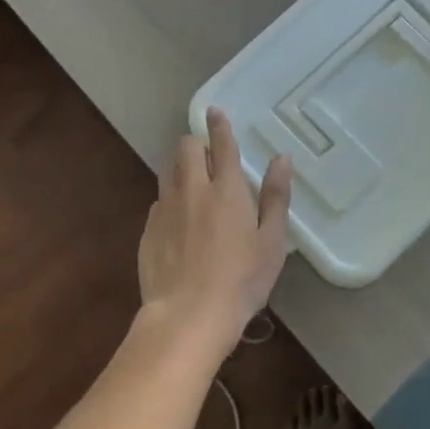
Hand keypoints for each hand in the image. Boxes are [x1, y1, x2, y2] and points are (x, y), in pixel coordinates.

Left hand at [137, 107, 292, 353]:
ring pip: (168, 172)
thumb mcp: (271, 242)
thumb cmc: (241, 280)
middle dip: (195, 143)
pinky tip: (179, 224)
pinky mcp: (149, 231)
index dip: (220, 125)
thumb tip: (281, 159)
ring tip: (193, 186)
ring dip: (181, 169)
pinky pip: (159, 203)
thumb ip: (275, 197)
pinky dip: (170, 202)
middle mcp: (192, 190)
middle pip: (185, 148)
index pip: (222, 145)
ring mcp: (166, 209)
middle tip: (207, 156)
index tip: (215, 112)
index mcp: (226, 190)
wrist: (188, 316)